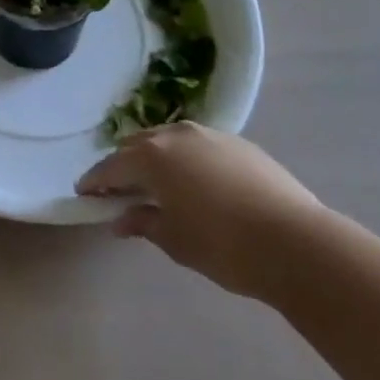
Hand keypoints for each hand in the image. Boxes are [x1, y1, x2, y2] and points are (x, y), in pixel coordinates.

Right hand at [76, 123, 322, 301]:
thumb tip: (121, 219)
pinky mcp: (238, 143)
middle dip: (124, 165)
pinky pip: (198, 145)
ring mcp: (209, 134)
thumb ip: (144, 223)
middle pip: (138, 145)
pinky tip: (196, 183)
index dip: (95, 180)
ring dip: (156, 158)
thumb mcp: (175, 241)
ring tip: (156, 184)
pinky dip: (186, 160)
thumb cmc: (224, 245)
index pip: (112, 166)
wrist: (296, 242)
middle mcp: (176, 135)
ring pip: (169, 140)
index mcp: (153, 156)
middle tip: (118, 190)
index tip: (83, 192)